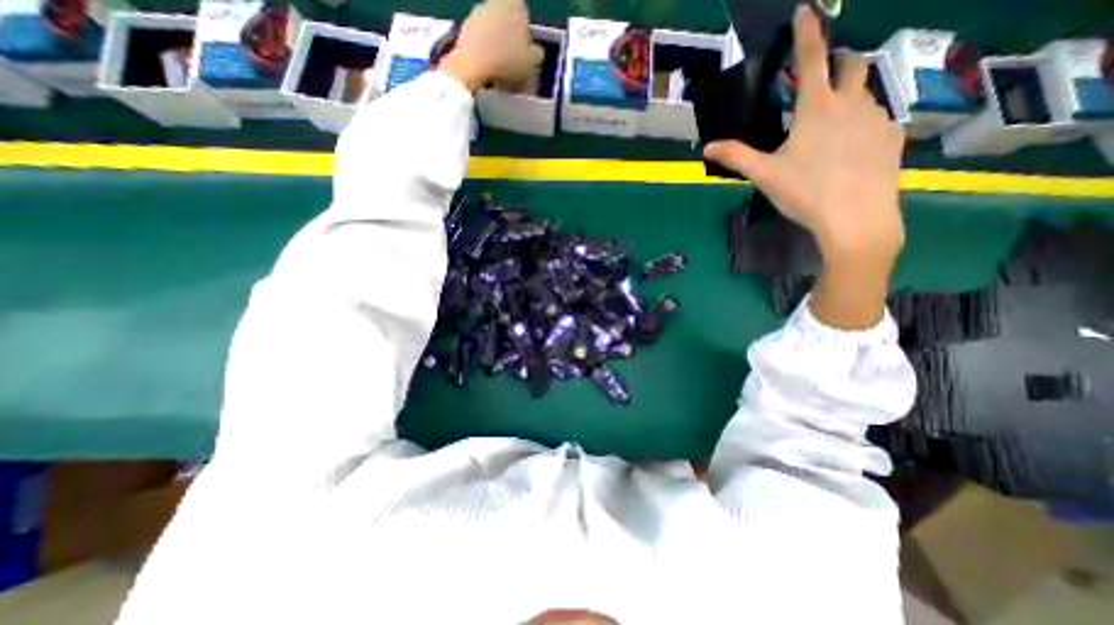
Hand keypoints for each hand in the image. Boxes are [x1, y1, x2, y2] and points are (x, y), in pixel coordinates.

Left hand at [437, 0, 541, 90]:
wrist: (473, 65)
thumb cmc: (508, 61)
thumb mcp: (532, 62)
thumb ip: (537, 53)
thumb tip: (535, 51)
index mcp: (516, 4)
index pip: (525, 19)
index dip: (526, 40)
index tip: (525, 57)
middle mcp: (496, 1)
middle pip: (507, 24)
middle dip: (510, 43)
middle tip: (513, 66)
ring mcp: (478, 12)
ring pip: (493, 33)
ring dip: (497, 48)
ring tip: (500, 72)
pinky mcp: (465, 26)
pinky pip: (480, 41)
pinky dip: (484, 53)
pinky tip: (487, 70)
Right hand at [709, 8, 907, 265]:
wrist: (855, 216)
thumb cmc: (805, 191)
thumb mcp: (764, 174)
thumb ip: (736, 157)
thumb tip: (707, 147)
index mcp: (816, 109)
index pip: (812, 57)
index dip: (807, 30)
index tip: (805, 9)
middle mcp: (851, 103)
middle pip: (851, 64)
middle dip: (838, 59)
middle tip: (823, 73)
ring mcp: (877, 117)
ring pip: (865, 92)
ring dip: (849, 94)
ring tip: (831, 121)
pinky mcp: (891, 136)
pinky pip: (876, 118)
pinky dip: (861, 121)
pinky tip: (849, 147)